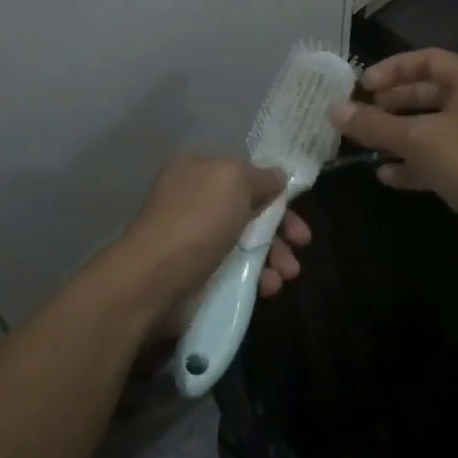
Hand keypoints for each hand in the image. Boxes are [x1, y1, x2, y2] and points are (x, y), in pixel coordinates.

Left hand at [114, 155, 312, 318]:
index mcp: (197, 170)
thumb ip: (260, 177)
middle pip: (249, 210)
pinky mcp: (198, 275)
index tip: (296, 206)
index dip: (272, 189)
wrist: (155, 281)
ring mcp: (195, 239)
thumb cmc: (197, 220)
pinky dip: (257, 278)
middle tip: (302, 243)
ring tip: (287, 274)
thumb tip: (278, 177)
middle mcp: (194, 201)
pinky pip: (236, 272)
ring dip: (274, 256)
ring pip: (247, 243)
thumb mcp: (234, 181)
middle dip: (280, 227)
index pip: (243, 173)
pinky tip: (267, 288)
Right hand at [329, 48, 457, 253]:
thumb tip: (334, 111)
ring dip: (399, 136)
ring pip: (432, 128)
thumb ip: (374, 124)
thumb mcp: (416, 138)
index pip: (429, 60)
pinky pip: (440, 157)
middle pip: (429, 94)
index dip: (393, 69)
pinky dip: (414, 163)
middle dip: (393, 104)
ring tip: (367, 144)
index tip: (364, 86)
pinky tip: (386, 174)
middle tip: (363, 114)